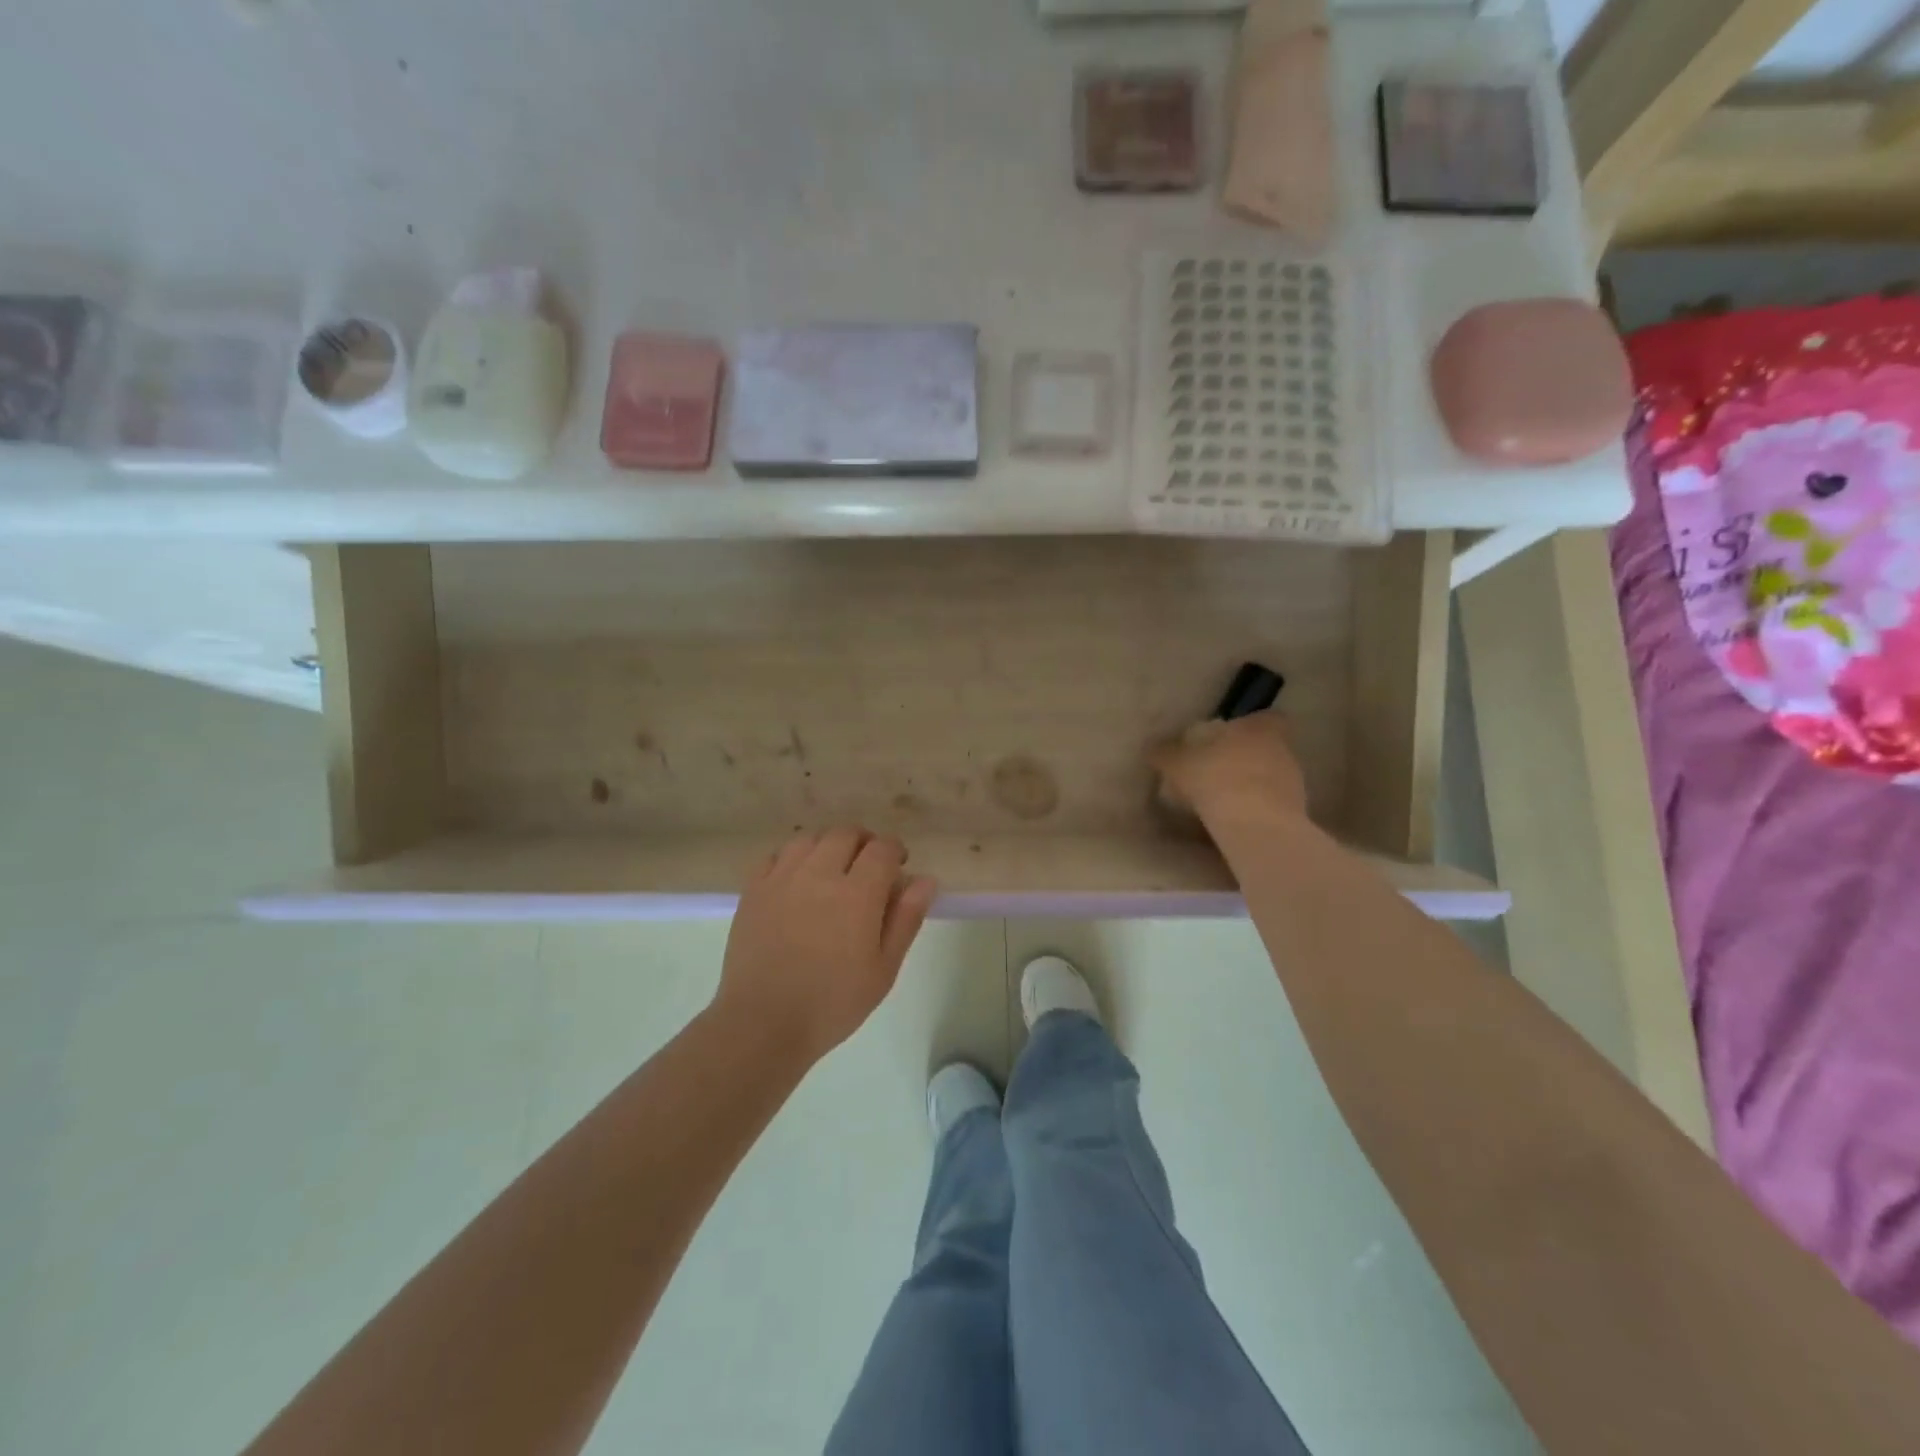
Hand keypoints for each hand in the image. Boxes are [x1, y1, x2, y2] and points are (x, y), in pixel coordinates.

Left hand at [714, 826, 936, 1065]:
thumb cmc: (833, 1003)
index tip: (898, 866)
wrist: (763, 1023)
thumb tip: (925, 880)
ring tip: (833, 870)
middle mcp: (819, 874)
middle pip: (846, 834)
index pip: (882, 848)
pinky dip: (794, 858)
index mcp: (857, 893)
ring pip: (810, 838)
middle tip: (869, 867)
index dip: (894, 850)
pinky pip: (777, 855)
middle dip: (864, 843)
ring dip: (828, 846)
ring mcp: (782, 878)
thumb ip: (906, 919)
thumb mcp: (884, 969)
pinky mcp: (754, 889)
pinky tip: (798, 880)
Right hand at [1152, 711, 1309, 826]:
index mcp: (1260, 728)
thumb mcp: (1178, 764)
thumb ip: (1166, 754)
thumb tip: (1152, 749)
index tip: (1228, 736)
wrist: (1253, 825)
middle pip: (1267, 747)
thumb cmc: (1216, 778)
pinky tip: (1233, 819)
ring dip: (1252, 784)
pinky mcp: (1295, 813)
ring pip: (1271, 776)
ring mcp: (1294, 782)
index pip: (1265, 718)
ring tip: (1223, 798)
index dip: (1248, 725)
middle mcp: (1283, 750)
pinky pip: (1272, 804)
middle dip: (1245, 757)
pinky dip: (1256, 808)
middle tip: (1217, 768)